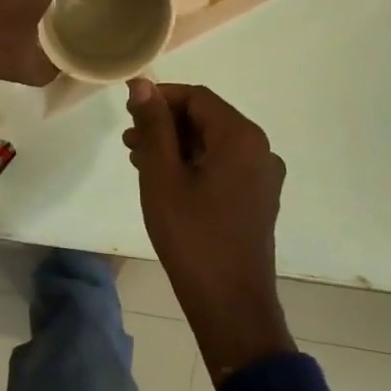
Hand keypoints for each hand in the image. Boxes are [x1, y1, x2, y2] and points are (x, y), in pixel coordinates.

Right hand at [124, 78, 295, 381]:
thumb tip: (142, 84)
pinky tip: (165, 181)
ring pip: (213, 143)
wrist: (231, 306)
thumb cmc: (192, 236)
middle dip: (166, 124)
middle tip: (128, 140)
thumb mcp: (162, 176)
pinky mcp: (259, 199)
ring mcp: (263, 176)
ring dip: (176, 145)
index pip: (196, 97)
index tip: (127, 112)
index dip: (160, 98)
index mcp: (241, 137)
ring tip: (139, 161)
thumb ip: (153, 126)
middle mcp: (260, 149)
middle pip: (207, 118)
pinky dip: (193, 164)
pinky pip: (223, 165)